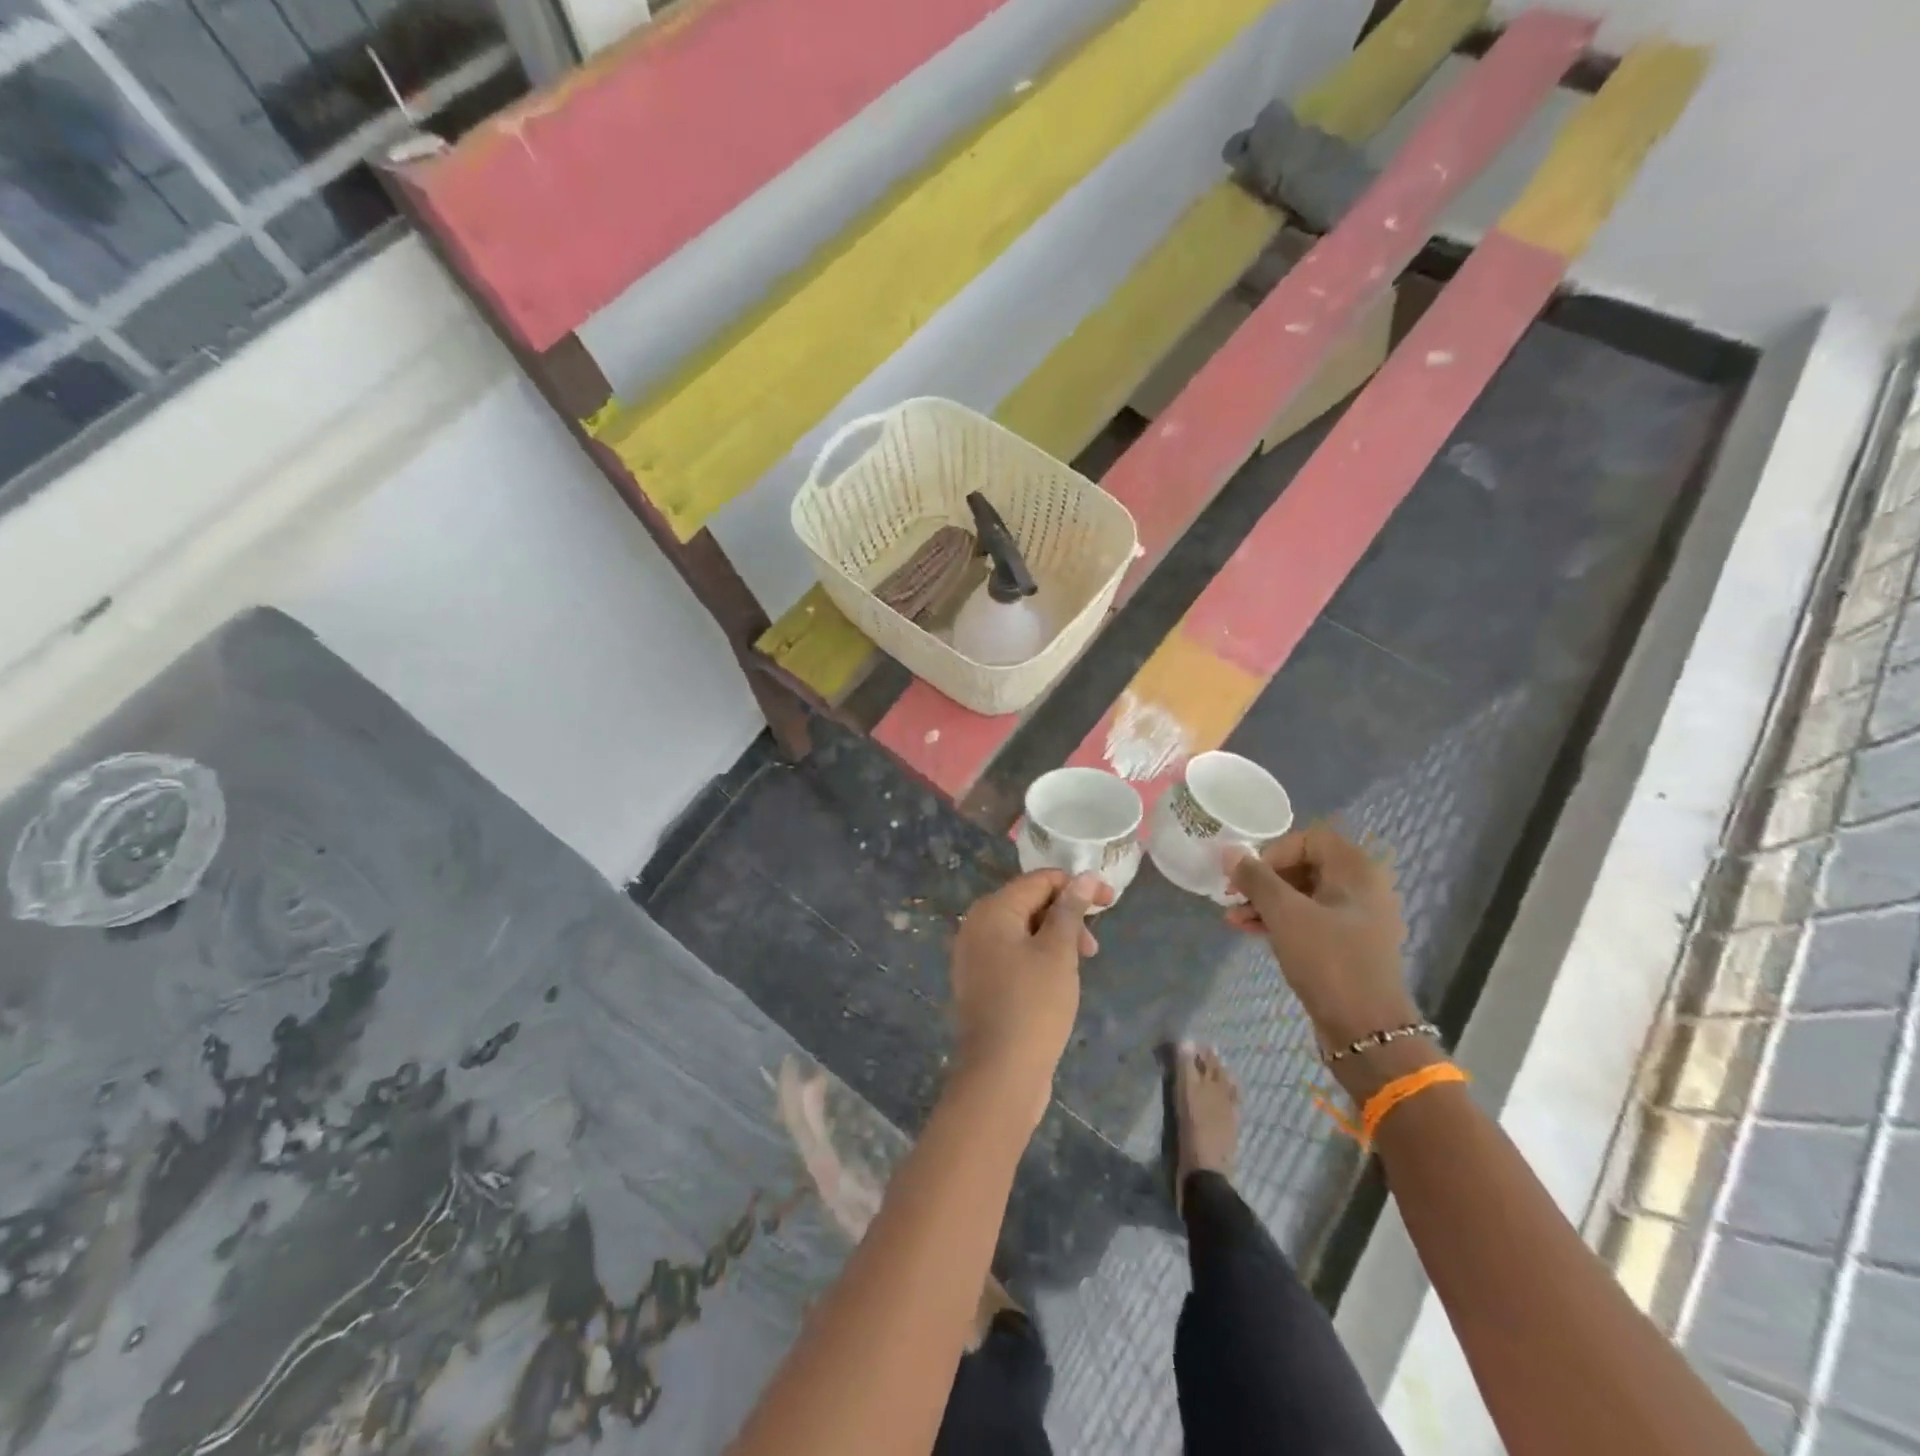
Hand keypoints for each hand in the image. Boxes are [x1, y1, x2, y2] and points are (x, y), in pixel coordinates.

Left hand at [949, 870, 1110, 1118]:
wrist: (999, 1074)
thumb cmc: (1033, 1005)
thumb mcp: (1058, 952)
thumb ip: (1070, 910)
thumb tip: (1083, 876)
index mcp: (992, 910)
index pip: (1039, 880)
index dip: (1077, 886)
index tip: (1110, 902)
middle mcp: (976, 926)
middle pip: (1029, 903)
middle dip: (1066, 915)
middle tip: (1093, 947)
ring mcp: (974, 955)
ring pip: (1022, 930)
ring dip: (1055, 938)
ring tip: (1080, 966)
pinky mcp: (980, 982)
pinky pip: (1012, 954)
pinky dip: (1038, 957)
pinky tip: (1057, 980)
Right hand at [1226, 824, 1418, 1050]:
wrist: (1367, 1031)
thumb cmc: (1329, 961)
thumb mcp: (1285, 915)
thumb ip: (1255, 878)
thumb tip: (1229, 851)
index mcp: (1357, 871)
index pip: (1309, 839)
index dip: (1273, 852)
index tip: (1249, 876)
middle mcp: (1362, 888)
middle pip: (1304, 865)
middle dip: (1264, 879)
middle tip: (1234, 895)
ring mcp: (1356, 918)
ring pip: (1303, 894)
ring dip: (1266, 902)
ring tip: (1232, 917)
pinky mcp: (1347, 944)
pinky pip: (1308, 919)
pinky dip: (1280, 920)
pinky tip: (1249, 930)